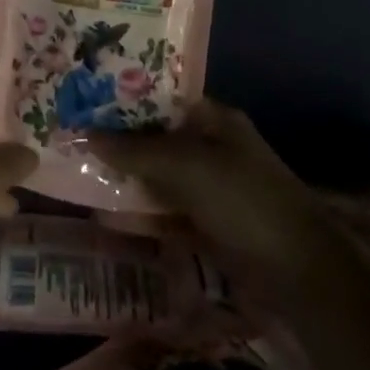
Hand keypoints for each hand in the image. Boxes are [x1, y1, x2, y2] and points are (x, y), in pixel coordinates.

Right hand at [86, 99, 326, 277]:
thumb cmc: (243, 199)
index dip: (124, 97)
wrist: (298, 272)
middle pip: (156, 137)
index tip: (84, 97)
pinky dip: (139, 213)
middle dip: (118, 139)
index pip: (161, 98)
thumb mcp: (186, 166)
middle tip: (71, 135)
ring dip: (124, 177)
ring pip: (157, 176)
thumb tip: (84, 133)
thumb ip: (134, 150)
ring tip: (77, 172)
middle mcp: (210, 147)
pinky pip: (164, 212)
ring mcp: (209, 188)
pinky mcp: (206, 225)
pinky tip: (104, 215)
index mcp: (214, 119)